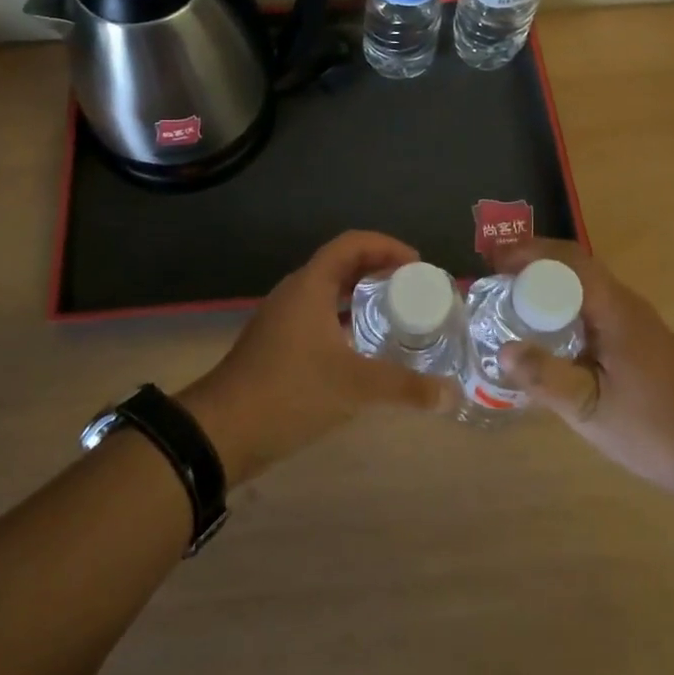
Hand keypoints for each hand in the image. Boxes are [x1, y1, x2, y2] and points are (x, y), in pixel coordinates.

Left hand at [179, 231, 457, 483]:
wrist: (222, 431)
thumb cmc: (290, 392)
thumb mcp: (354, 387)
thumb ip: (404, 387)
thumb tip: (451, 395)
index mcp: (310, 285)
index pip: (352, 244)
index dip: (387, 246)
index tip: (417, 265)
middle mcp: (294, 292)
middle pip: (341, 264)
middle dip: (378, 269)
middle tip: (412, 289)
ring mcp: (282, 318)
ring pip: (327, 292)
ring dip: (359, 295)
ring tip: (394, 314)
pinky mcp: (276, 344)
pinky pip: (317, 316)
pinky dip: (344, 320)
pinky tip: (363, 348)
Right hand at [492, 238, 673, 495]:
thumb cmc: (649, 429)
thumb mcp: (588, 408)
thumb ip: (545, 377)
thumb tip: (502, 350)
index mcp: (616, 310)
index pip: (569, 260)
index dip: (529, 253)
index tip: (493, 262)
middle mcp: (627, 303)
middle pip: (576, 266)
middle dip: (533, 264)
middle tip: (494, 278)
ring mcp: (635, 320)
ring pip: (585, 285)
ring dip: (548, 283)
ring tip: (510, 299)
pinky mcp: (637, 338)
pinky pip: (593, 305)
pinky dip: (563, 304)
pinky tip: (545, 331)